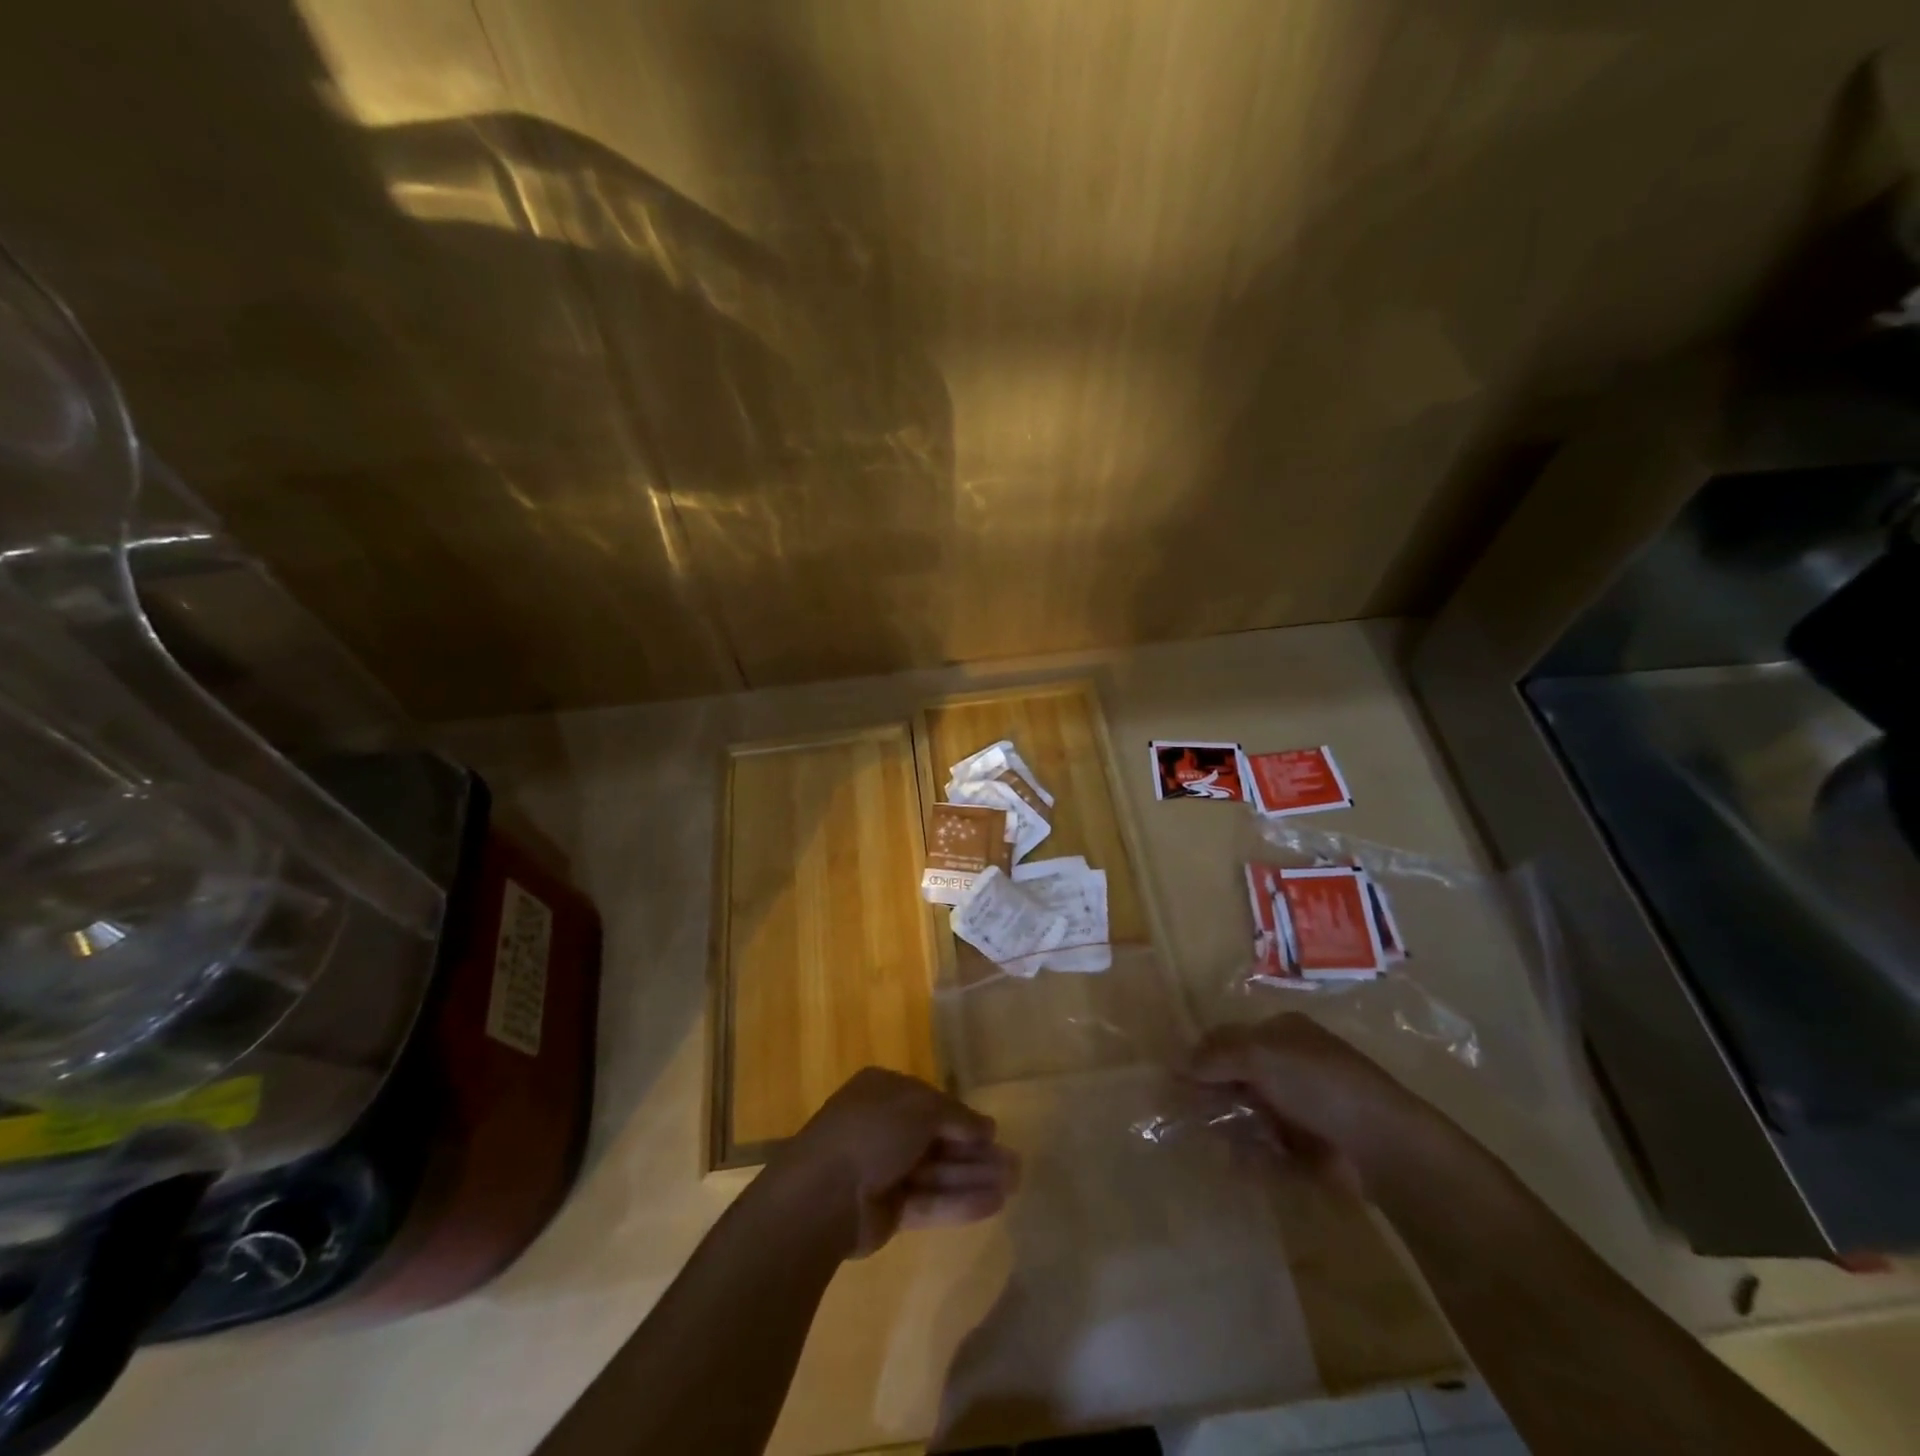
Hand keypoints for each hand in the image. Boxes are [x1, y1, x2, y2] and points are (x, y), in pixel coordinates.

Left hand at [770, 1068, 1019, 1258]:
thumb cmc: (872, 1131)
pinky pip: (929, 1200)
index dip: (963, 1117)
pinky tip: (994, 1203)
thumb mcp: (922, 1108)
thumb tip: (988, 1127)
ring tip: (1015, 1184)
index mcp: (883, 1091)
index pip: (931, 1102)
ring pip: (938, 1170)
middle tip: (1015, 1164)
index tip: (993, 1133)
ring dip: (975, 1176)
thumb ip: (958, 1117)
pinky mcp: (888, 1209)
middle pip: (938, 1139)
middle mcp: (883, 1126)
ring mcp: (884, 1169)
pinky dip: (959, 1201)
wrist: (823, 1194)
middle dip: (976, 1151)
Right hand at [1185, 1013, 1443, 1198]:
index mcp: (1282, 1033)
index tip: (1177, 1080)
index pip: (1229, 1038)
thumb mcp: (1260, 1054)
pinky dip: (1254, 1157)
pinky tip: (1243, 1164)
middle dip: (1213, 1096)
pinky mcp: (1309, 1147)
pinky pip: (1269, 1148)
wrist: (1383, 1145)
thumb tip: (1176, 1062)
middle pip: (1237, 1077)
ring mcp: (1301, 1108)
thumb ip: (1216, 1055)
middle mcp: (1290, 1066)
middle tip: (1190, 1115)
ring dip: (1231, 1127)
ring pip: (1249, 1114)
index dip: (1202, 1056)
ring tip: (1219, 1144)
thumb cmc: (1319, 1084)